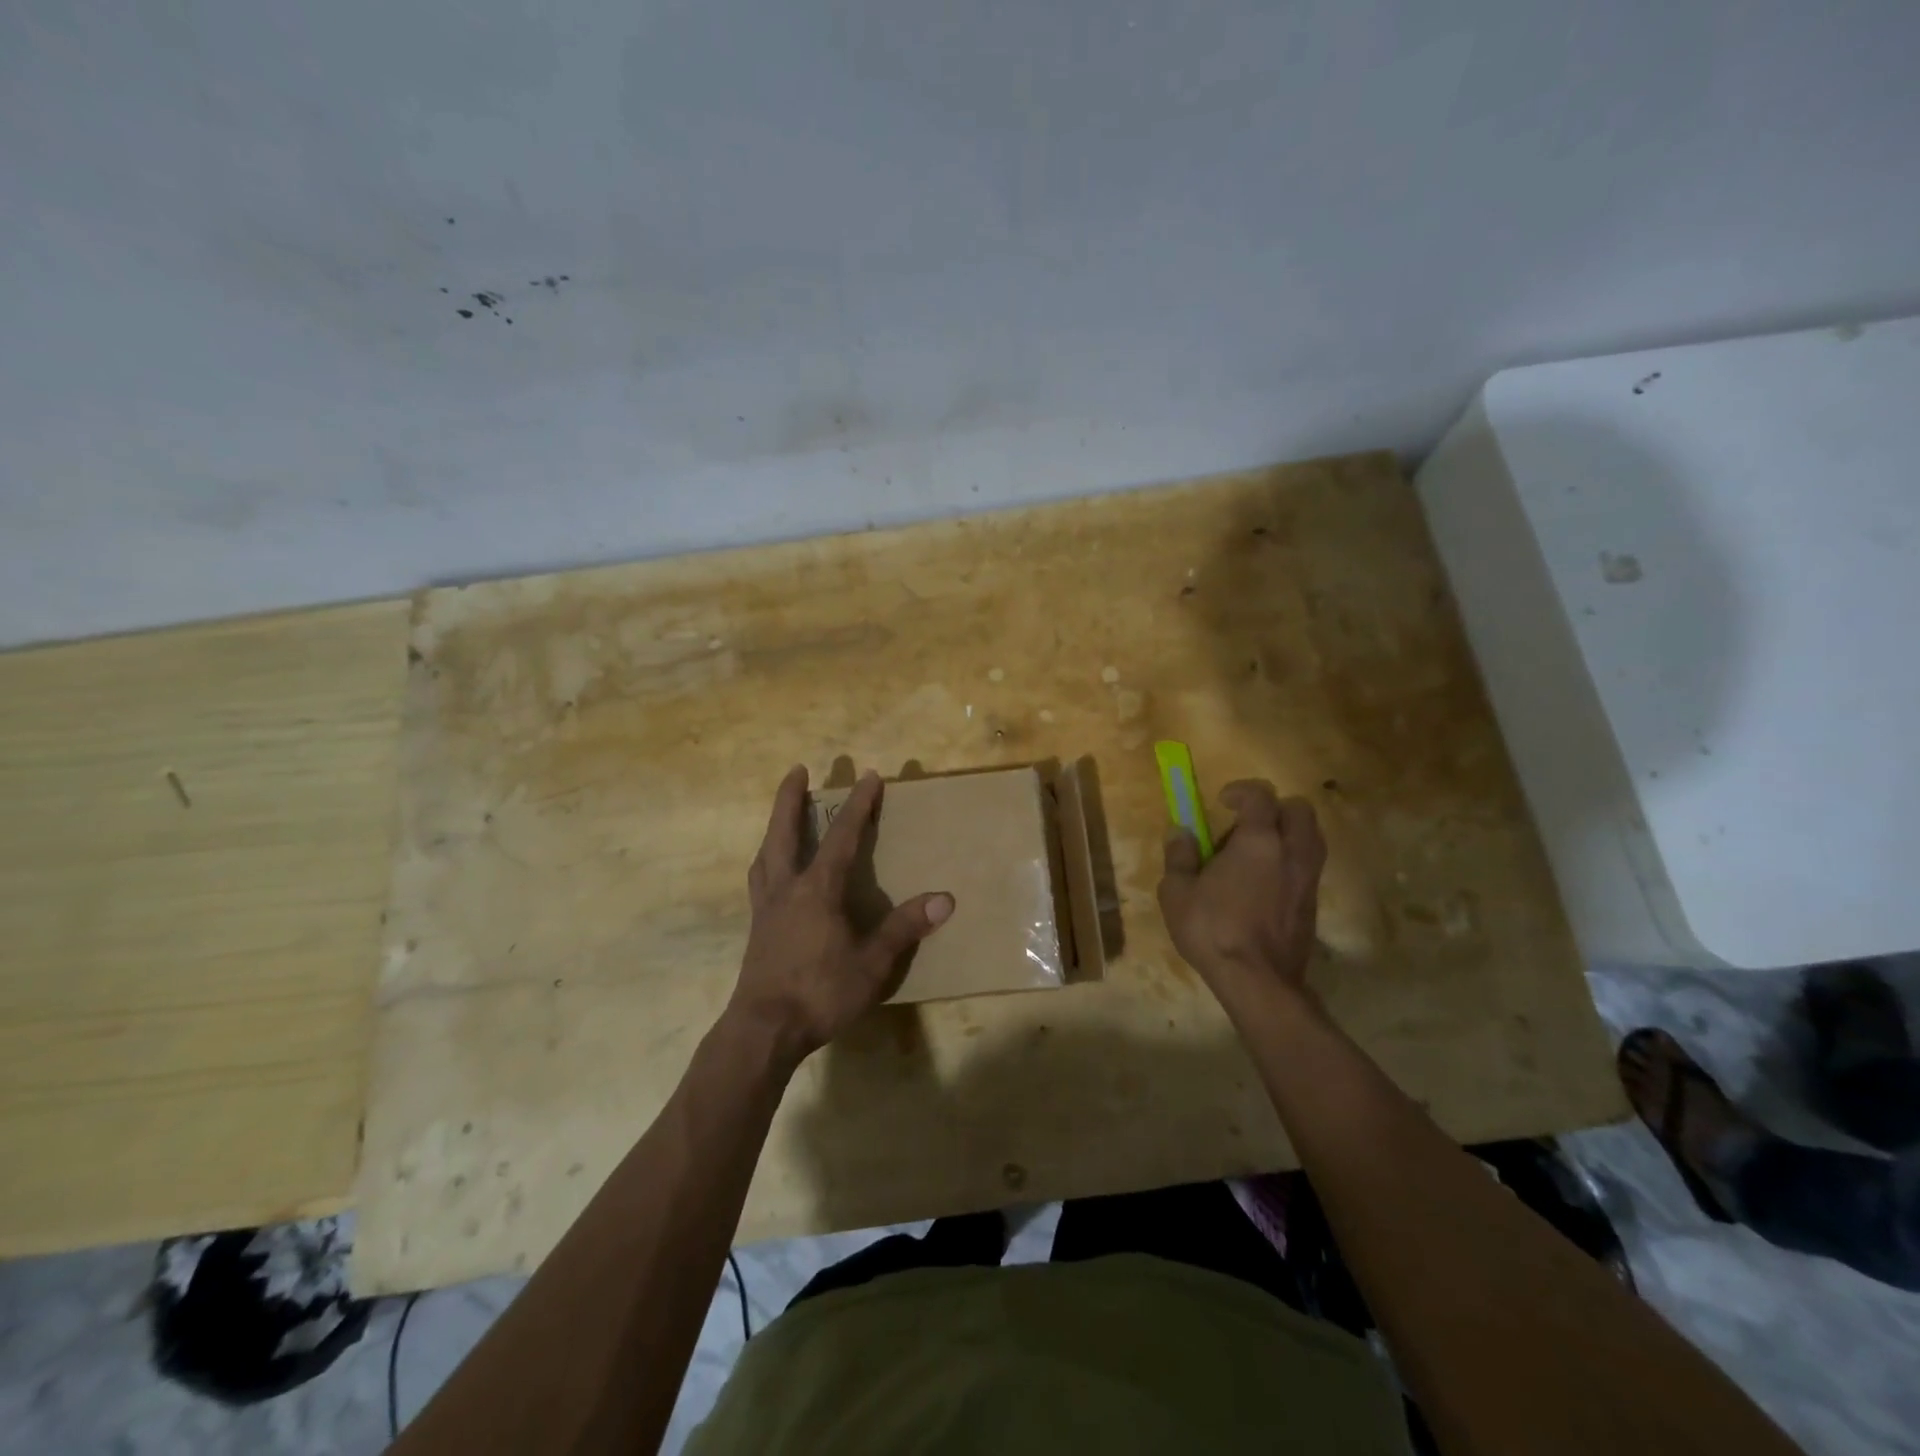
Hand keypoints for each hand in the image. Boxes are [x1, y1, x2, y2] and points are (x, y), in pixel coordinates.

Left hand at [726, 766, 953, 1067]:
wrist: (763, 1031)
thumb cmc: (820, 993)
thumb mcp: (871, 964)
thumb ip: (904, 928)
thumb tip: (944, 899)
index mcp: (816, 890)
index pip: (841, 837)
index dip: (858, 806)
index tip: (869, 776)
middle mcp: (786, 889)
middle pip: (784, 832)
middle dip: (791, 798)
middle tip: (798, 769)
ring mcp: (766, 908)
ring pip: (766, 854)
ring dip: (775, 827)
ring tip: (783, 815)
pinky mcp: (757, 929)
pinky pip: (760, 879)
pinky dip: (768, 860)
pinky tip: (774, 872)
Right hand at [1157, 780, 1325, 999]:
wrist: (1259, 981)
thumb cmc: (1213, 930)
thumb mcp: (1177, 892)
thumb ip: (1179, 856)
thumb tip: (1181, 832)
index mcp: (1258, 841)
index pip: (1261, 796)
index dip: (1241, 791)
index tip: (1223, 801)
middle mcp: (1291, 852)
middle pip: (1299, 809)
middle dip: (1273, 808)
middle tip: (1244, 826)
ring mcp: (1308, 878)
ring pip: (1310, 837)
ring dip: (1287, 834)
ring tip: (1256, 853)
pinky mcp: (1313, 903)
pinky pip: (1308, 865)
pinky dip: (1290, 861)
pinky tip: (1264, 883)